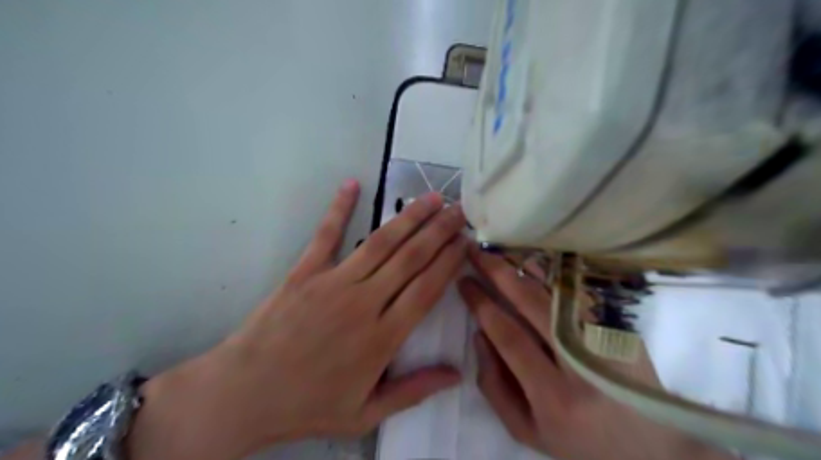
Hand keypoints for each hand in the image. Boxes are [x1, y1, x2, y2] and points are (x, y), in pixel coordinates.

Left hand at [132, 179, 470, 459]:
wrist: (244, 394)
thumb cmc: (308, 405)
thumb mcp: (366, 414)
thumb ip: (413, 390)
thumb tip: (457, 374)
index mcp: (382, 337)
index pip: (427, 289)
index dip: (449, 262)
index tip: (466, 242)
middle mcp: (364, 303)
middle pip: (411, 259)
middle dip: (439, 231)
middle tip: (459, 211)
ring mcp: (333, 283)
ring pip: (381, 243)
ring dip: (409, 218)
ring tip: (431, 198)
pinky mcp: (305, 272)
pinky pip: (326, 234)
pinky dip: (340, 208)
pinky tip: (352, 184)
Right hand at [459, 248, 733, 459]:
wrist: (652, 449)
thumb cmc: (579, 442)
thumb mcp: (526, 430)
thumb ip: (494, 385)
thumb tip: (479, 335)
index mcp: (553, 395)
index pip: (508, 335)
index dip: (481, 304)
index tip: (463, 282)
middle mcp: (581, 362)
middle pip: (532, 302)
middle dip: (498, 271)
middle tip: (475, 252)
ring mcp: (606, 340)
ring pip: (557, 290)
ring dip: (525, 265)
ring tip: (500, 249)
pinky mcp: (620, 329)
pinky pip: (576, 293)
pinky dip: (551, 275)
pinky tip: (532, 262)